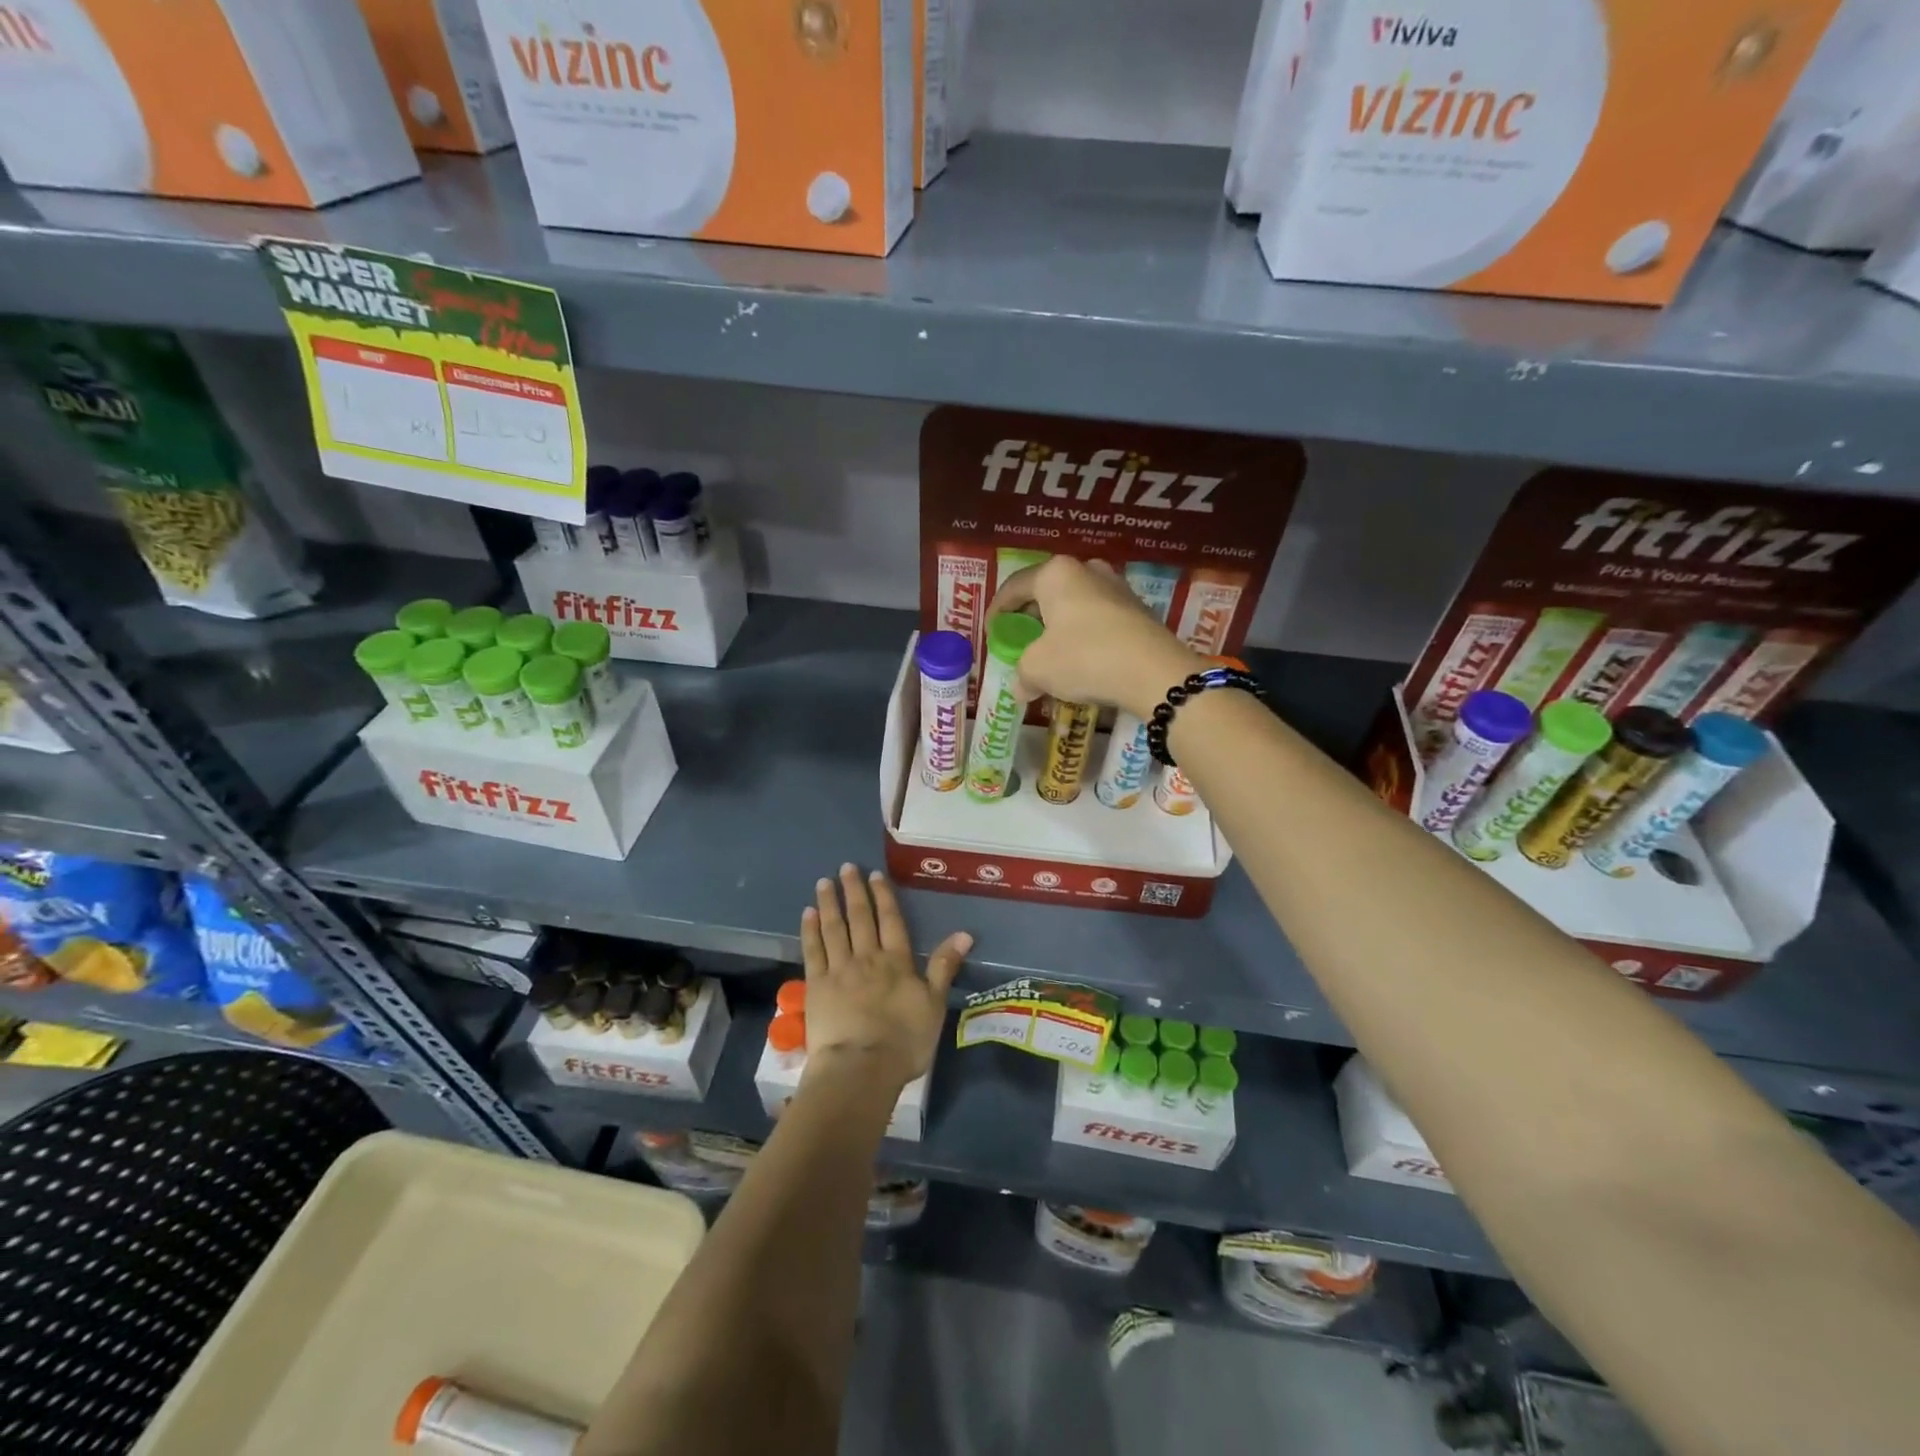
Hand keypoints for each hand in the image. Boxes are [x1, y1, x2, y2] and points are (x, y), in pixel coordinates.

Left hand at [799, 864, 970, 1090]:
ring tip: (824, 882)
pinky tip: (807, 914)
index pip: (890, 921)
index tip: (874, 874)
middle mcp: (867, 957)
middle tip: (846, 867)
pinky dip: (810, 930)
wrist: (861, 1067)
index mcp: (896, 961)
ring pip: (834, 928)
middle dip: (854, 891)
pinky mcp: (816, 986)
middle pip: (860, 918)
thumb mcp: (934, 1004)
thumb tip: (964, 933)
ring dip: (830, 903)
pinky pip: (813, 951)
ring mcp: (839, 970)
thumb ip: (945, 966)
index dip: (883, 896)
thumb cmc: (904, 1040)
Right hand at [988, 557, 1202, 718]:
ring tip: (1050, 654)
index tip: (992, 635)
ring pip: (1074, 605)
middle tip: (1020, 643)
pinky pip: (1098, 619)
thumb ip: (1022, 674)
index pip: (1014, 587)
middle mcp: (1087, 570)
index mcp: (1056, 574)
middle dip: (1030, 619)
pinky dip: (1083, 636)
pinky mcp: (1138, 609)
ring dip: (1058, 628)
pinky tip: (1081, 660)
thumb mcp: (1038, 669)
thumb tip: (1021, 688)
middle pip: (1046, 593)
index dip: (997, 612)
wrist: (1155, 673)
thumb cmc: (1084, 658)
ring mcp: (1117, 587)